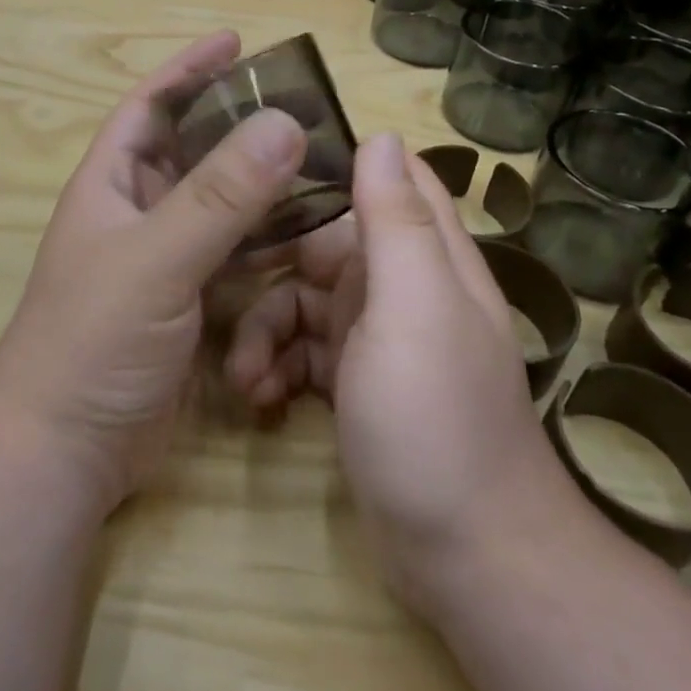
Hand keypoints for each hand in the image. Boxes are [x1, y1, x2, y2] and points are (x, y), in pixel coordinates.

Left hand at [0, 31, 308, 512]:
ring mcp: (163, 260)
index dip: (187, 70)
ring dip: (261, 184)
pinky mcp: (188, 303)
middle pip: (193, 151)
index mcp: (111, 184)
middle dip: (239, 125)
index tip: (235, 40)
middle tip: (301, 107)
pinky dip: (267, 240)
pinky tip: (308, 232)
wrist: (66, 450)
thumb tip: (284, 121)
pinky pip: (235, 255)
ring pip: (221, 205)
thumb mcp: (156, 259)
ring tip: (318, 162)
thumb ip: (220, 195)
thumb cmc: (93, 339)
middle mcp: (136, 213)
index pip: (149, 106)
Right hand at [226, 134, 578, 603]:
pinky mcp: (353, 383)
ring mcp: (375, 337)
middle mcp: (401, 286)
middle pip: (324, 243)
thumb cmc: (437, 417)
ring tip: (243, 374)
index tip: (270, 164)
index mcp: (424, 255)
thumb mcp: (414, 308)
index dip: (336, 163)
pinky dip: (276, 366)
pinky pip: (300, 352)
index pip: (390, 179)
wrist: (466, 557)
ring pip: (302, 301)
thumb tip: (381, 134)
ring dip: (265, 329)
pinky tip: (258, 396)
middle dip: (274, 263)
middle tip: (224, 279)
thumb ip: (396, 221)